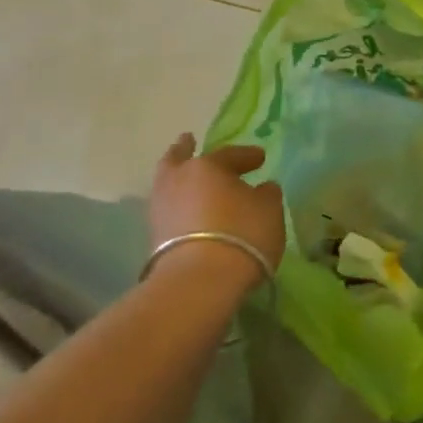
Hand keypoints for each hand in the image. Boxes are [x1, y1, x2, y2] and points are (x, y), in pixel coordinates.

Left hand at [148, 134, 284, 292]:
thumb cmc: (241, 235)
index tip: (260, 158)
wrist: (198, 281)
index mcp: (207, 165)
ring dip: (178, 180)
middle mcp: (179, 179)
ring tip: (187, 181)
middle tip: (188, 140)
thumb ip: (267, 195)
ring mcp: (161, 208)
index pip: (229, 154)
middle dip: (184, 149)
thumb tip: (263, 188)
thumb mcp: (269, 211)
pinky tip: (187, 211)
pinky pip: (168, 211)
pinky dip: (177, 207)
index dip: (247, 156)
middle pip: (179, 158)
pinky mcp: (153, 237)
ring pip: (168, 184)